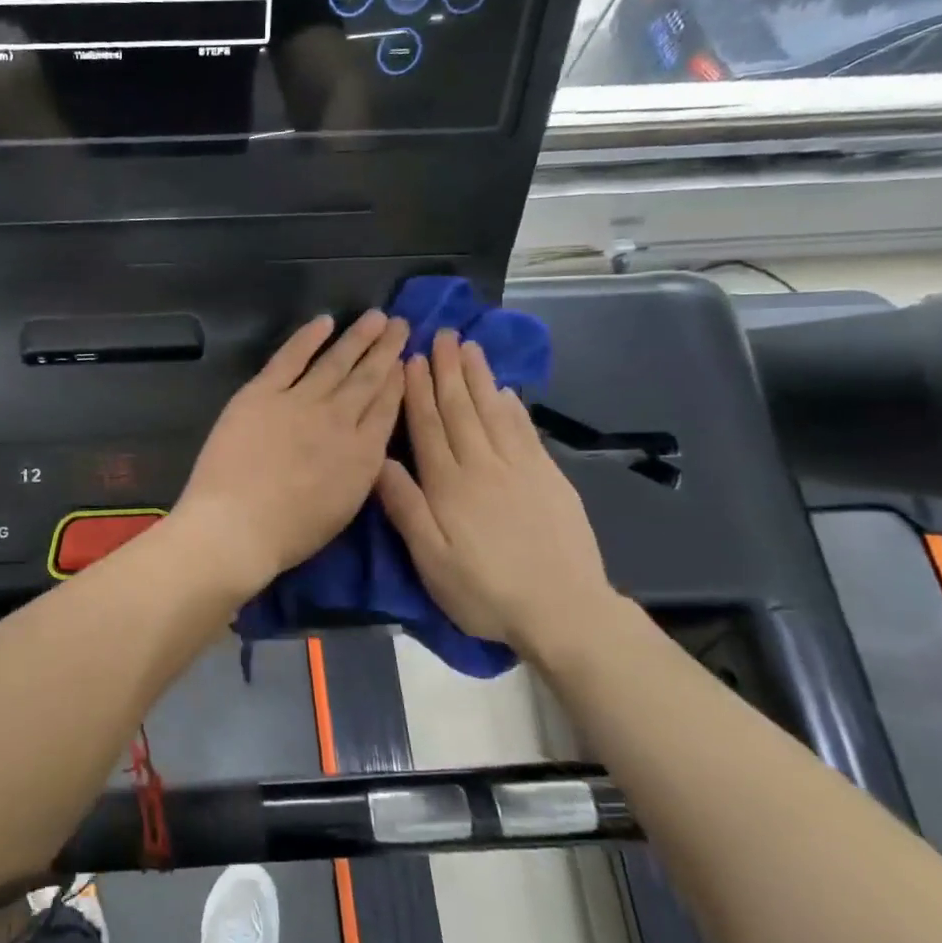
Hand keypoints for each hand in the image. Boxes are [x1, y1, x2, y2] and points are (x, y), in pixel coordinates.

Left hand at [173, 312, 407, 599]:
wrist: (236, 525)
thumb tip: (366, 445)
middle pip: (368, 378)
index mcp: (363, 454)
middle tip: (400, 324)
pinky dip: (307, 338)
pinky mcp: (262, 393)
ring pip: (336, 362)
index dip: (398, 381)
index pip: (387, 408)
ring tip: (375, 317)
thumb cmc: (288, 533)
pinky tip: (323, 322)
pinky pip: (290, 358)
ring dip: (357, 338)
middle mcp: (339, 420)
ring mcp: (300, 402)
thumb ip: (359, 471)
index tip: (407, 360)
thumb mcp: (344, 509)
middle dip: (386, 350)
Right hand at [376, 330, 616, 654]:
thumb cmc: (484, 589)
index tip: (411, 357)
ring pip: (494, 411)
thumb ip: (405, 506)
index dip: (418, 390)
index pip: (428, 426)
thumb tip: (379, 459)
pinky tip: (506, 390)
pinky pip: (525, 431)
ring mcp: (520, 468)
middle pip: (461, 408)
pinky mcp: (549, 477)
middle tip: (442, 334)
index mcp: (448, 483)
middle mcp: (482, 465)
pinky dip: (513, 406)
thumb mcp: (430, 558)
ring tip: (470, 346)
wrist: (562, 609)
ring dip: (480, 377)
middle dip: (448, 369)